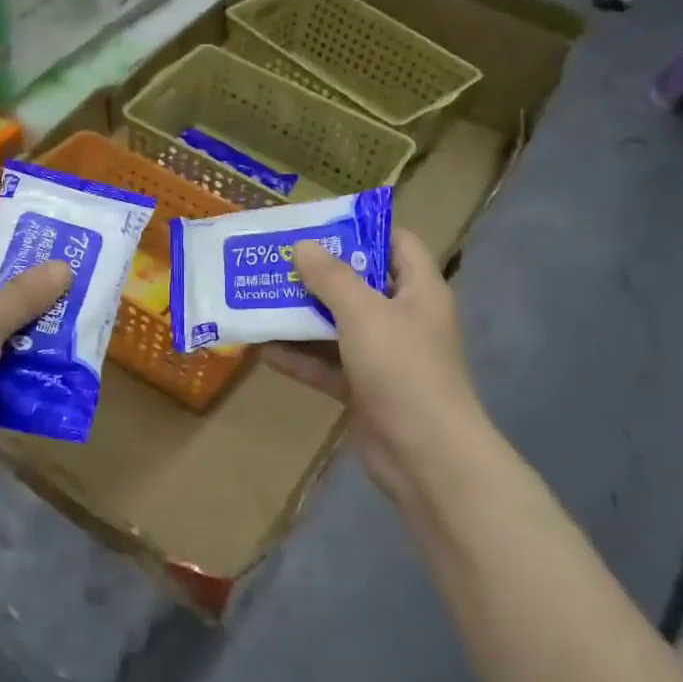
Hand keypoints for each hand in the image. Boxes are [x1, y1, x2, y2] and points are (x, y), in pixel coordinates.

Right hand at [266, 230, 483, 508]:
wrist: (425, 455)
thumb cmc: (402, 369)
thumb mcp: (363, 313)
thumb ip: (331, 278)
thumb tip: (303, 245)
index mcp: (419, 290)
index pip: (396, 244)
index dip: (361, 230)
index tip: (317, 226)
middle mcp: (403, 318)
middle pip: (358, 285)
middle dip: (317, 275)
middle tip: (274, 262)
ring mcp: (384, 357)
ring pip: (337, 327)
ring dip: (301, 317)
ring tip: (257, 300)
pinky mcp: (364, 389)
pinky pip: (327, 365)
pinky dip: (299, 358)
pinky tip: (262, 350)